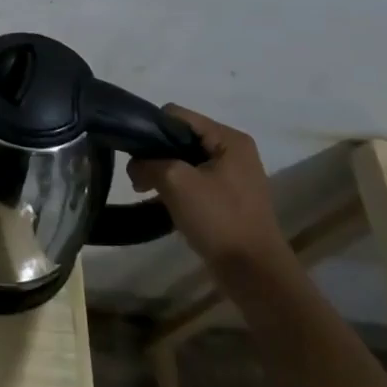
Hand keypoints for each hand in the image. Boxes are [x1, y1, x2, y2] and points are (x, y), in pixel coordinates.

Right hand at [126, 106, 289, 278]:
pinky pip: (193, 180)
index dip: (150, 128)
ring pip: (183, 159)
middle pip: (180, 136)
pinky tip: (161, 202)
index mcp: (228, 138)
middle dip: (155, 153)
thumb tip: (134, 165)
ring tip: (145, 191)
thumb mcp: (175, 182)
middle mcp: (233, 150)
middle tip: (138, 176)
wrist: (253, 271)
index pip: (176, 114)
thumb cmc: (218, 218)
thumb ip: (147, 163)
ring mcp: (233, 175)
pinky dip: (175, 187)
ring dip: (162, 172)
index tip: (132, 151)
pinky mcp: (228, 196)